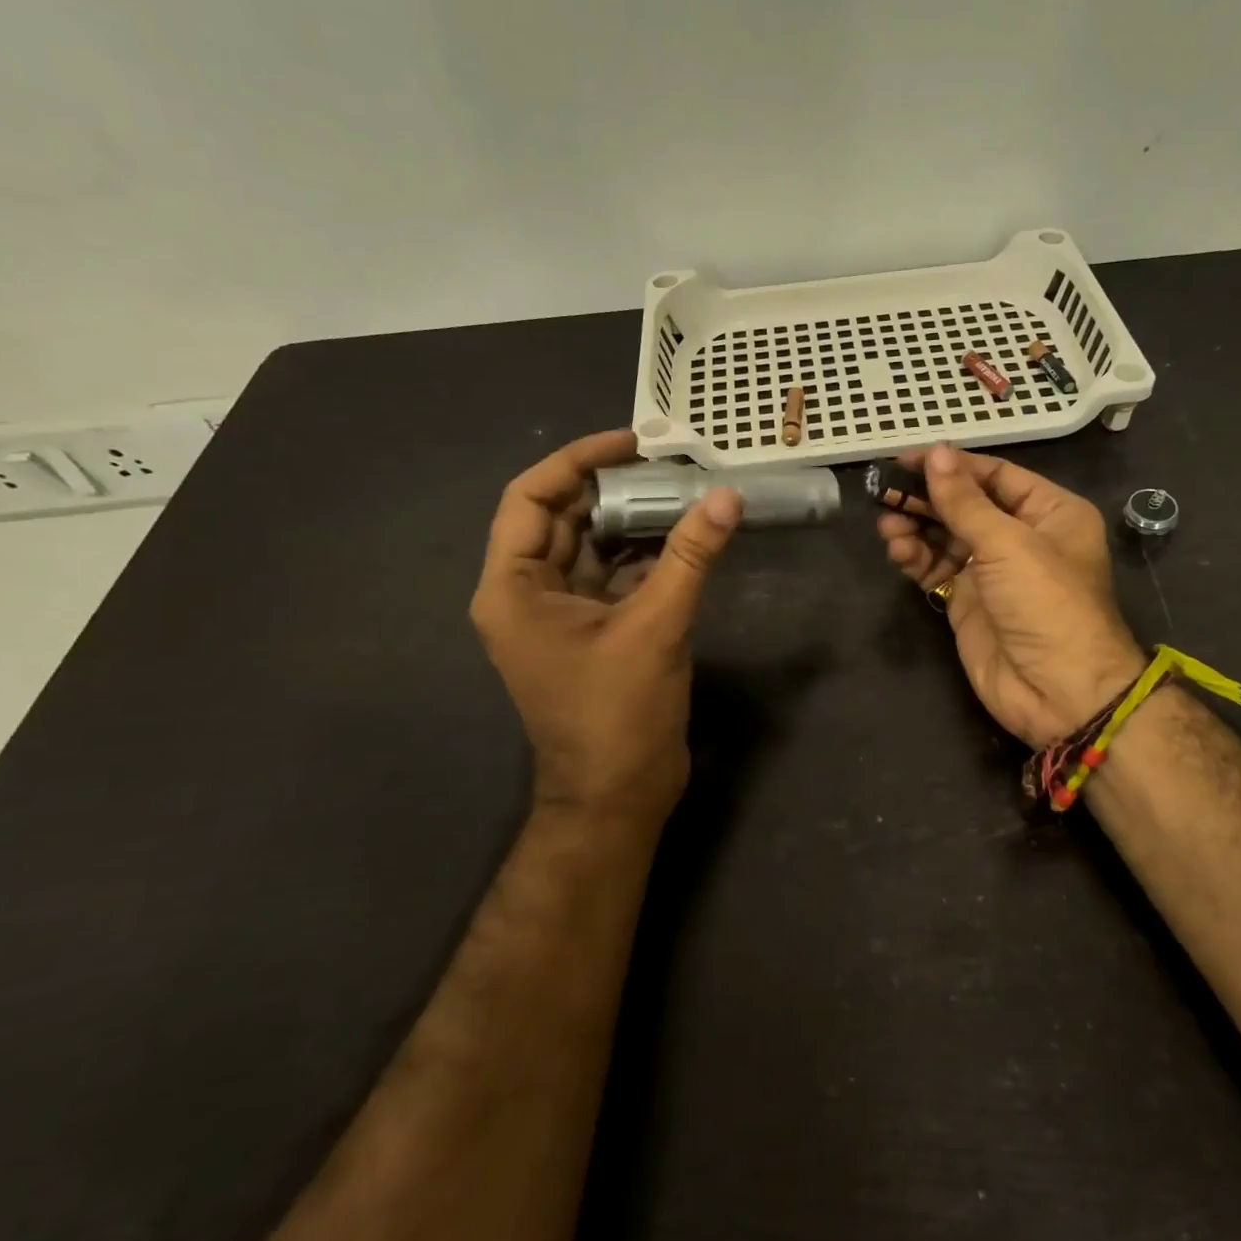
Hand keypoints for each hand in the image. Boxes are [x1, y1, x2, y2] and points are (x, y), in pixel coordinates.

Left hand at [470, 430, 740, 823]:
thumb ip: (689, 558)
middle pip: (562, 518)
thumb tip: (727, 497)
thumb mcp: (654, 628)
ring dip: (632, 521)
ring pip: (591, 547)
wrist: (618, 796)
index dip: (578, 461)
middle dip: (612, 488)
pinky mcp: (592, 632)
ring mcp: (560, 615)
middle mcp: (526, 594)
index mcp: (513, 588)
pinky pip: (613, 577)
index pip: (531, 497)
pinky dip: (644, 556)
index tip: (632, 444)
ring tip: (682, 493)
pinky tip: (683, 539)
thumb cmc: (617, 715)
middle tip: (668, 465)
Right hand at [877, 444, 1145, 747]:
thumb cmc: (1046, 603)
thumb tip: (936, 452)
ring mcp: (992, 571)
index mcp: (1049, 512)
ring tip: (887, 527)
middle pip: (966, 505)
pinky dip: (916, 558)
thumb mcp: (1008, 544)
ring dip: (915, 528)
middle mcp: (1021, 537)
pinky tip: (897, 551)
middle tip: (885, 492)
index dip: (951, 465)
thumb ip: (965, 501)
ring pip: (946, 537)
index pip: (994, 476)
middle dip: (926, 499)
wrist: (1059, 692)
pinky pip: (936, 569)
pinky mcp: (968, 602)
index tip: (906, 459)